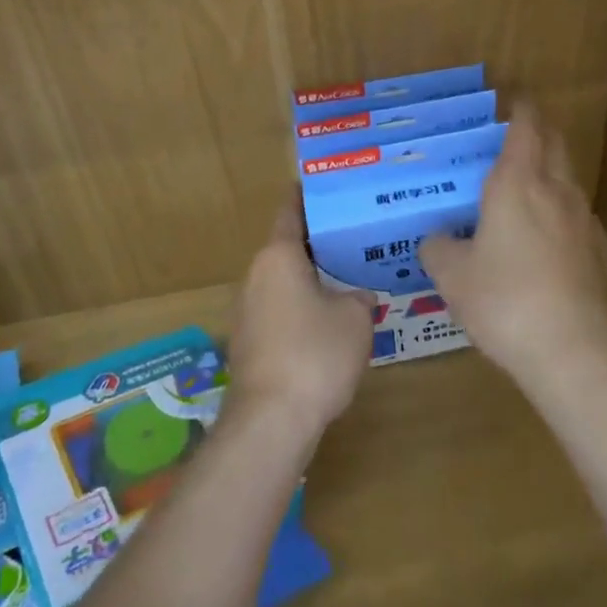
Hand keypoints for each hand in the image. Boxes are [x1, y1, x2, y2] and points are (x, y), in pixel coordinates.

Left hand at [225, 196, 373, 444]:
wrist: (271, 420)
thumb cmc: (315, 354)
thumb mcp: (356, 319)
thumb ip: (360, 296)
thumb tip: (358, 295)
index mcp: (278, 256)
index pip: (290, 211)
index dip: (307, 196)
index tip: (326, 186)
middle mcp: (256, 275)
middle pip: (286, 247)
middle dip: (316, 241)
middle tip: (351, 236)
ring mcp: (246, 310)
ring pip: (281, 280)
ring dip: (308, 277)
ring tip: (344, 277)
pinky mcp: (247, 341)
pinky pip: (277, 308)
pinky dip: (298, 306)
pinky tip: (324, 321)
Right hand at [419, 103, 606, 390]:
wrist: (572, 350)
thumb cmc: (504, 298)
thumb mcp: (452, 274)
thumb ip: (437, 247)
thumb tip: (435, 238)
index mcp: (517, 181)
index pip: (526, 125)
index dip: (520, 107)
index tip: (509, 96)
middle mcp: (553, 189)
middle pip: (553, 141)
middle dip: (536, 128)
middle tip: (508, 131)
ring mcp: (577, 219)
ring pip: (564, 173)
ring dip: (546, 163)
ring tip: (517, 176)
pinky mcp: (588, 249)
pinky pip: (568, 206)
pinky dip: (552, 198)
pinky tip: (532, 224)